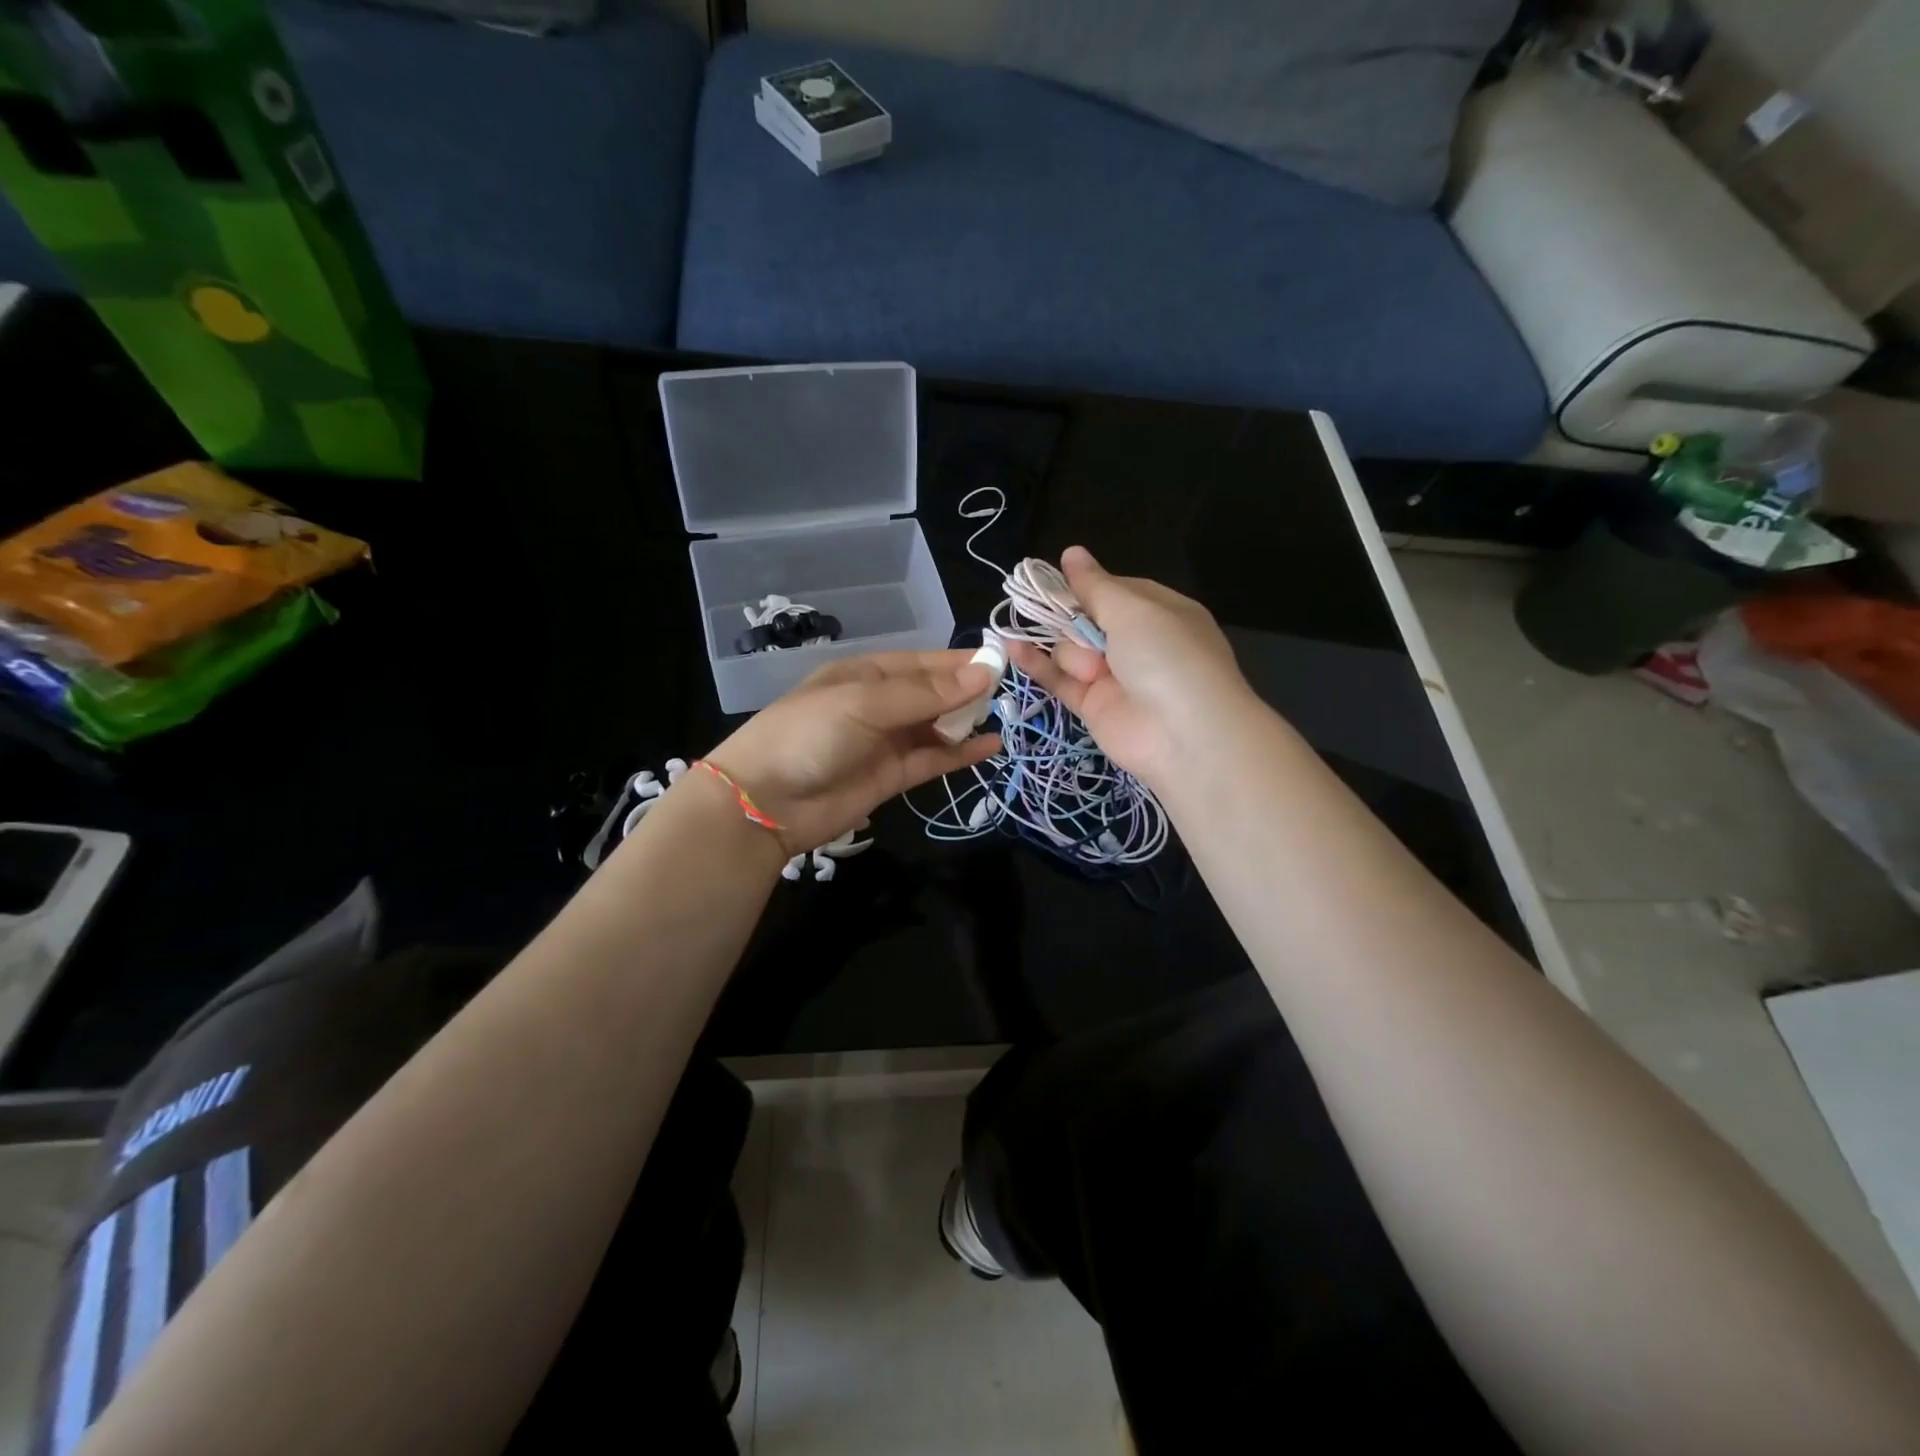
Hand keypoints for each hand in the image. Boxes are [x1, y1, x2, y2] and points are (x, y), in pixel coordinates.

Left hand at [705, 650, 999, 854]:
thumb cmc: (809, 735)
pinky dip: (960, 754)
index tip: (1000, 661)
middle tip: (1009, 691)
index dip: (958, 661)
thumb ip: (926, 693)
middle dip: (966, 690)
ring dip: (966, 721)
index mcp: (865, 674)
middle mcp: (878, 704)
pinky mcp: (891, 777)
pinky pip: (933, 760)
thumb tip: (984, 672)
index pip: (921, 662)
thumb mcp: (865, 703)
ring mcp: (885, 742)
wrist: (765, 802)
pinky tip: (990, 747)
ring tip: (1004, 716)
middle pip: (932, 693)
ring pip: (936, 727)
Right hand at [1006, 546, 1254, 789]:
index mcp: (1159, 612)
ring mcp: (1113, 675)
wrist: (1185, 735)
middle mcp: (1136, 642)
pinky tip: (1011, 646)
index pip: (1113, 589)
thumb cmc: (1167, 657)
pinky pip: (1059, 679)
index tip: (1053, 578)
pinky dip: (1036, 664)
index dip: (1085, 585)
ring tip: (1093, 670)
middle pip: (1085, 618)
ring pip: (1070, 649)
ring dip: (1072, 652)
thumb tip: (1071, 552)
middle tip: (1068, 623)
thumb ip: (1095, 586)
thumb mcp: (1134, 610)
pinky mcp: (1093, 705)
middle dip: (1072, 619)